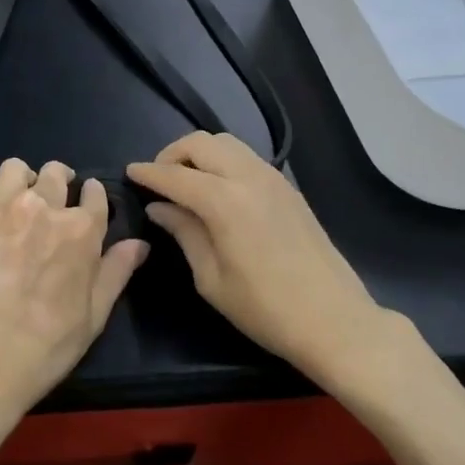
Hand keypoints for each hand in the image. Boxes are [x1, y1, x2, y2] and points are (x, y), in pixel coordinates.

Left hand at [0, 159, 148, 416]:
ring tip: (25, 200)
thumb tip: (139, 244)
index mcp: (82, 230)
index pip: (95, 193)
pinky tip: (1, 218)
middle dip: (62, 182)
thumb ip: (116, 272)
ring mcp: (6, 208)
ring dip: (28, 179)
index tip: (89, 204)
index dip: (94, 197)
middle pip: (57, 173)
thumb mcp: (93, 315)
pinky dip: (1, 193)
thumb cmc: (45, 345)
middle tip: (57, 203)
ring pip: (19, 169)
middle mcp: (46, 208)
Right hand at [128, 133, 417, 406]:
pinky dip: (223, 160)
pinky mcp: (288, 187)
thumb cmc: (265, 309)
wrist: (335, 321)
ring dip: (199, 153)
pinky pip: (246, 156)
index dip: (148, 173)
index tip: (129, 172)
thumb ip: (183, 232)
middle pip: (200, 143)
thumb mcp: (211, 279)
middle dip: (172, 154)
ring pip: (225, 143)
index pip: (174, 175)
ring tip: (186, 181)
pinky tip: (217, 189)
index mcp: (224, 201)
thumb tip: (159, 207)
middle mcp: (248, 177)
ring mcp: (272, 178)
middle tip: (158, 179)